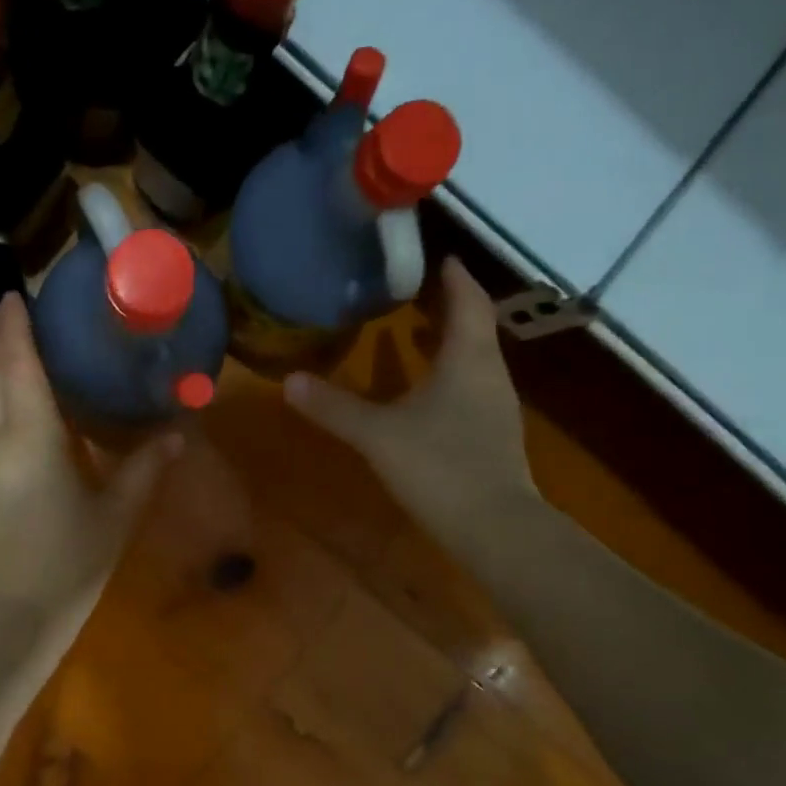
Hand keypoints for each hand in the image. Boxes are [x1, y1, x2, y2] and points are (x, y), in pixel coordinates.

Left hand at [0, 294, 180, 642]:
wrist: (14, 615)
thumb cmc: (69, 561)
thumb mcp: (117, 514)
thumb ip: (145, 468)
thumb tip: (177, 432)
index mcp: (32, 438)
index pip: (18, 366)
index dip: (16, 328)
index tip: (19, 296)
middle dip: (4, 339)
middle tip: (23, 310)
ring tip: (23, 346)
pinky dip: (1, 397)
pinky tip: (23, 403)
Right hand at [283, 258, 536, 536]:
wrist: (493, 527)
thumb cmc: (439, 466)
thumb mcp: (377, 434)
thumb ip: (335, 408)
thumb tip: (289, 382)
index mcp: (468, 360)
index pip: (469, 303)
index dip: (456, 279)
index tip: (443, 258)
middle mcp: (489, 375)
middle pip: (475, 329)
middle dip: (450, 308)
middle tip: (419, 294)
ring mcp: (496, 407)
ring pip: (474, 360)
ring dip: (448, 343)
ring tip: (416, 335)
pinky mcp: (492, 435)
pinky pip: (471, 388)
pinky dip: (449, 376)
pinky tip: (425, 393)